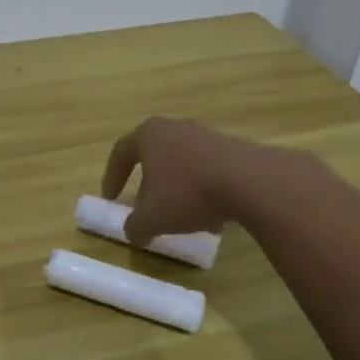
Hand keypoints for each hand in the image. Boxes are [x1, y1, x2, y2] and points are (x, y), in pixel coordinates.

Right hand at [100, 117, 274, 246]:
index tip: (110, 199)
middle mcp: (174, 127)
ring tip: (181, 216)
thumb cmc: (188, 193)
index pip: (121, 153)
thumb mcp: (151, 219)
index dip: (112, 177)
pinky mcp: (231, 147)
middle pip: (153, 155)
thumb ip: (134, 226)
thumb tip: (133, 232)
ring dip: (177, 189)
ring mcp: (205, 135)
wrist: (249, 181)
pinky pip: (207, 169)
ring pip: (182, 164)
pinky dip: (202, 190)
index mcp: (148, 135)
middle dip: (147, 183)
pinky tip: (211, 215)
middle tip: (144, 204)